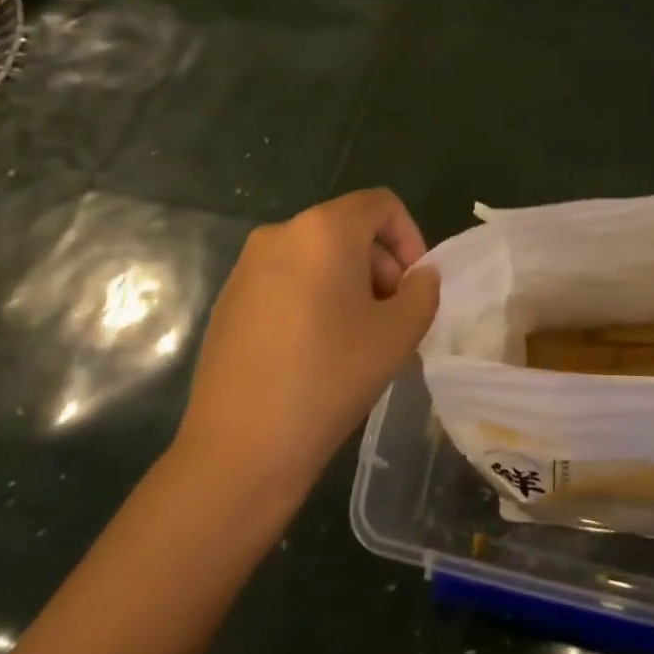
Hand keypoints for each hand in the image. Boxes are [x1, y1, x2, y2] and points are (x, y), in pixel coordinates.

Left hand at [173, 189, 439, 486]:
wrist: (240, 448)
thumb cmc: (330, 378)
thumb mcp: (400, 334)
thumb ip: (423, 291)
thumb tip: (419, 276)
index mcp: (324, 230)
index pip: (381, 204)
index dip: (410, 237)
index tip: (415, 285)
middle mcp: (281, 234)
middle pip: (348, 229)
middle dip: (381, 264)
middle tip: (392, 317)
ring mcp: (248, 267)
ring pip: (318, 256)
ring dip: (350, 283)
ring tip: (359, 337)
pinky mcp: (229, 300)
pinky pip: (288, 280)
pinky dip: (315, 297)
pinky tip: (318, 350)